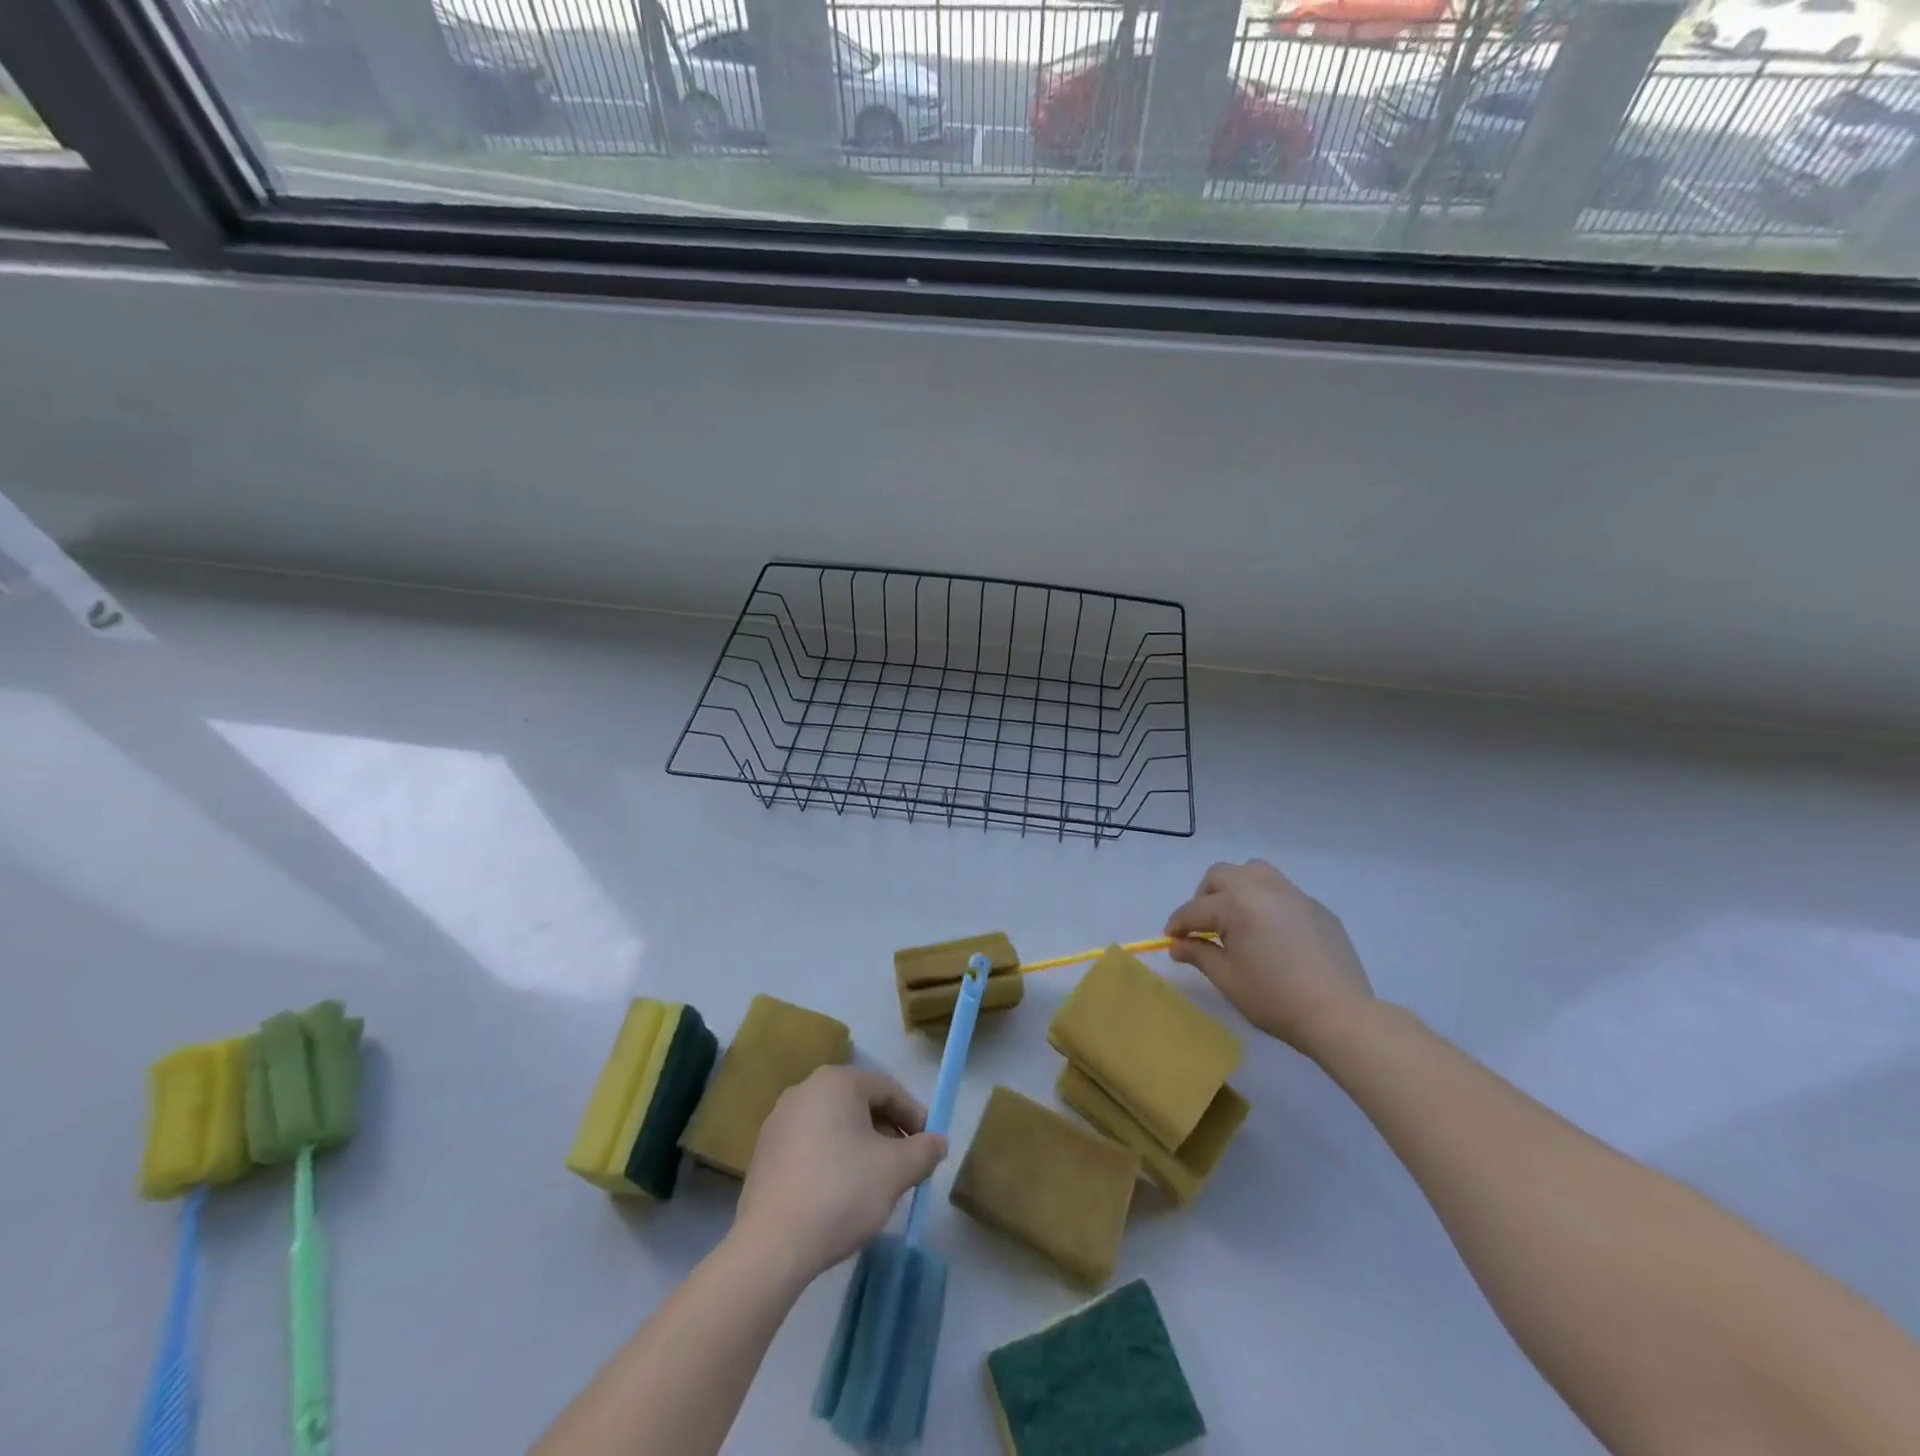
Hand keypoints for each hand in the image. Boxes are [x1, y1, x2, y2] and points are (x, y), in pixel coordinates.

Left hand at [733, 1066, 947, 1283]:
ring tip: (875, 1183)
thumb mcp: (896, 1171)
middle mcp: (804, 1090)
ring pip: (834, 1126)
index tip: (929, 1146)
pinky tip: (839, 1195)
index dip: (915, 1116)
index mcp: (836, 1082)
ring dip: (860, 1147)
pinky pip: (810, 1146)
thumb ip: (924, 1151)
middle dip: (887, 1132)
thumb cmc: (841, 1192)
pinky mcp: (764, 1153)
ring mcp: (779, 1121)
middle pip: (860, 1104)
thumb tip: (938, 1141)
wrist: (771, 1246)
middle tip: (905, 1166)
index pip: (888, 1089)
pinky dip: (832, 1160)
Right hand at [1165, 859, 1374, 1054]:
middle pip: (1221, 876)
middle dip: (1204, 897)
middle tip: (1203, 927)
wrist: (1340, 1015)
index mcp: (1237, 905)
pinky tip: (1271, 932)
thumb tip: (1177, 944)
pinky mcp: (1317, 908)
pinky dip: (1265, 901)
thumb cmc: (1275, 999)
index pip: (1195, 909)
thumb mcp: (1228, 979)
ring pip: (1254, 871)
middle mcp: (1263, 889)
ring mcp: (1294, 895)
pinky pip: (1282, 890)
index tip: (1170, 939)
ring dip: (1236, 887)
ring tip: (1236, 917)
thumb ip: (1198, 954)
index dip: (1178, 924)